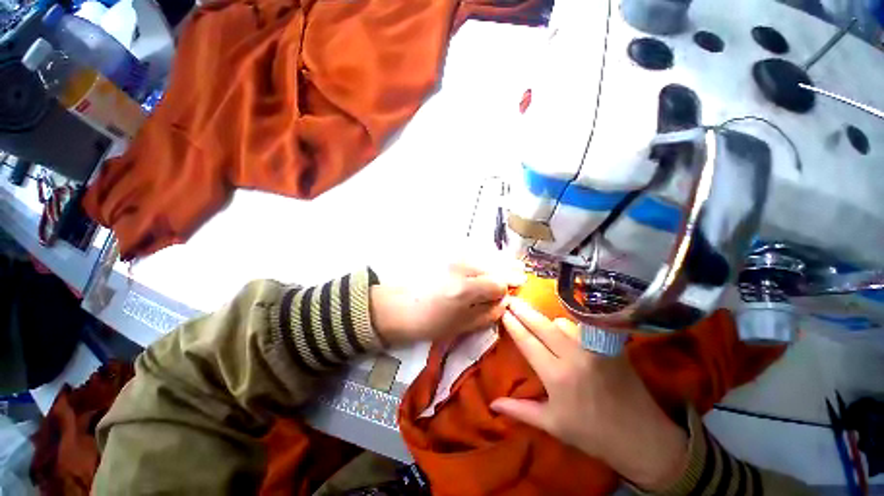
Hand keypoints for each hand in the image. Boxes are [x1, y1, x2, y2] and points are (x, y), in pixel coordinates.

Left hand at [370, 260, 524, 345]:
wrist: (394, 306)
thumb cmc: (426, 323)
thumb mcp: (459, 327)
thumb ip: (486, 315)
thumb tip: (504, 303)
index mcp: (464, 289)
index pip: (498, 283)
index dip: (507, 290)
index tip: (510, 296)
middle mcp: (460, 267)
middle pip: (494, 264)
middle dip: (509, 270)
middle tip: (520, 275)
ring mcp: (451, 257)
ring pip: (484, 254)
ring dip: (499, 260)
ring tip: (511, 266)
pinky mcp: (445, 254)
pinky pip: (472, 251)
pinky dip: (485, 256)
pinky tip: (489, 261)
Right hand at [490, 298, 688, 490]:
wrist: (642, 437)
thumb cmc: (591, 434)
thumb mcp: (552, 425)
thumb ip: (520, 410)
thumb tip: (492, 403)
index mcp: (557, 376)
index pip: (527, 342)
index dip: (513, 325)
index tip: (502, 312)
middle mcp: (574, 356)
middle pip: (542, 325)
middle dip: (523, 310)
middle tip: (511, 299)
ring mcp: (594, 348)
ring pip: (562, 322)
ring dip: (547, 320)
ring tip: (537, 320)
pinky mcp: (610, 345)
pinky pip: (582, 327)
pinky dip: (568, 325)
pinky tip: (563, 329)